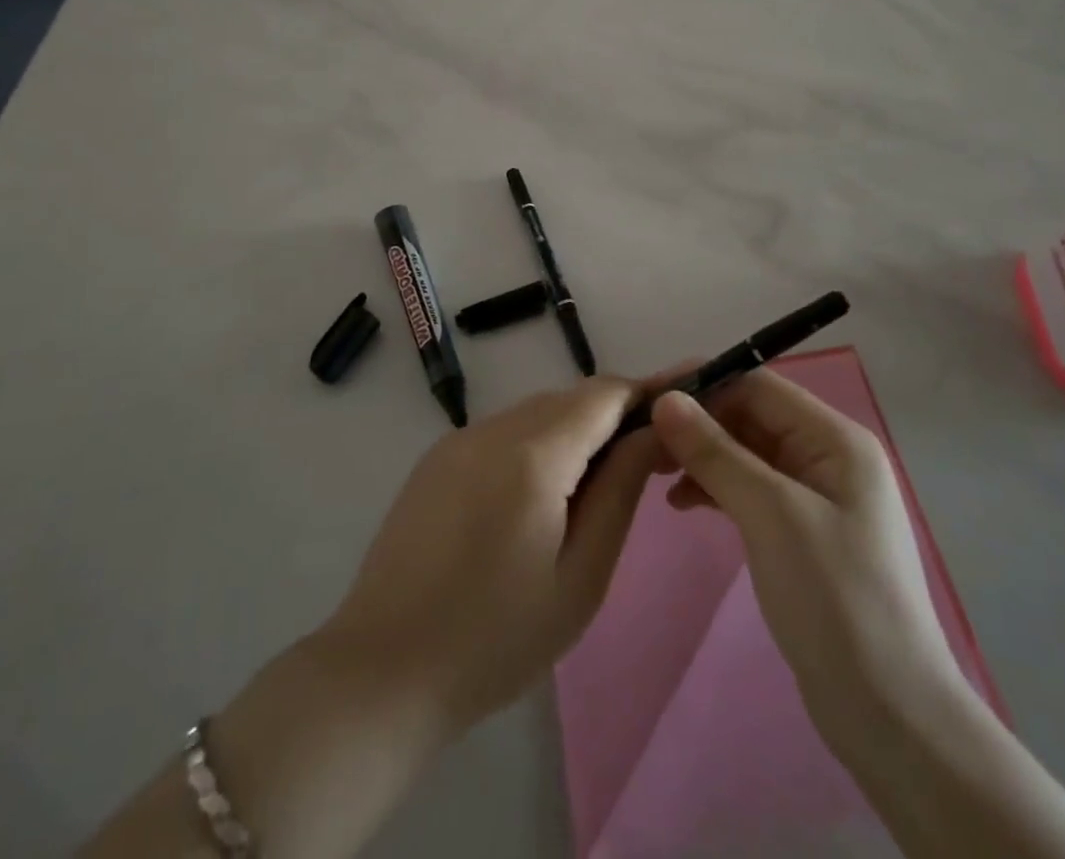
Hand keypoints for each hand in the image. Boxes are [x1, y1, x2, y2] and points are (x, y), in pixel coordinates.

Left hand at [326, 376, 661, 734]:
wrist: (382, 671)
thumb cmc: (496, 639)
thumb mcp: (581, 577)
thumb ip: (620, 491)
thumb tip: (653, 431)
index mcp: (532, 454)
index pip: (603, 394)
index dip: (646, 392)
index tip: (682, 403)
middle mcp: (493, 428)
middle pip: (569, 400)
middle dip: (613, 417)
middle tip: (648, 458)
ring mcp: (458, 440)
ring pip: (535, 414)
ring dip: (574, 433)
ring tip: (595, 487)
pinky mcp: (436, 459)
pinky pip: (503, 433)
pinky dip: (536, 446)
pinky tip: (539, 497)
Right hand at [650, 370, 957, 746]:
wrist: (890, 717)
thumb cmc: (835, 600)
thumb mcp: (771, 515)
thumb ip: (716, 452)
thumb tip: (665, 399)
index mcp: (835, 439)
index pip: (758, 386)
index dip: (703, 384)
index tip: (648, 398)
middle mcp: (828, 456)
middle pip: (751, 416)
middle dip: (698, 423)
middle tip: (644, 443)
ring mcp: (817, 495)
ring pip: (747, 452)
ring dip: (703, 456)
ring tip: (657, 475)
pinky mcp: (802, 531)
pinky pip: (751, 488)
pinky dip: (716, 488)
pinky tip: (683, 503)